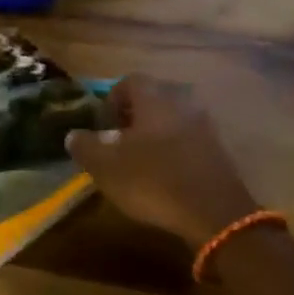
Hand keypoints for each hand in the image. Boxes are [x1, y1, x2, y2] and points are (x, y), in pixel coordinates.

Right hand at [65, 76, 257, 249]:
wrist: (214, 213)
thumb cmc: (153, 181)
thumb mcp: (106, 167)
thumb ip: (86, 146)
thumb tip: (74, 135)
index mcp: (155, 98)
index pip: (129, 81)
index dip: (111, 100)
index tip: (102, 126)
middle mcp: (184, 102)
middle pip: (154, 99)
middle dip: (134, 117)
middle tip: (118, 143)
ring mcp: (206, 126)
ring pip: (173, 120)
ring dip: (155, 135)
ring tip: (140, 162)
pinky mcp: (219, 150)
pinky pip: (189, 140)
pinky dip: (175, 151)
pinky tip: (165, 176)